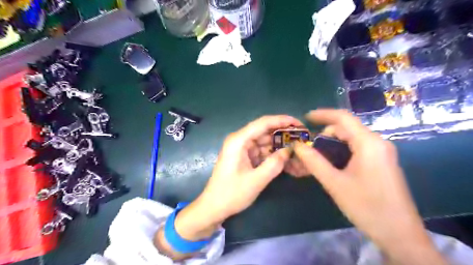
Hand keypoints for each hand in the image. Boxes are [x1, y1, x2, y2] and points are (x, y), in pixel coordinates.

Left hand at [198, 115, 302, 220]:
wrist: (214, 207)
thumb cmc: (232, 194)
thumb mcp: (256, 180)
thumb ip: (275, 164)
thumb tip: (290, 150)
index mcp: (239, 140)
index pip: (263, 123)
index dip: (282, 120)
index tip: (299, 123)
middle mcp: (239, 140)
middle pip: (264, 131)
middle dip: (283, 133)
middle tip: (302, 137)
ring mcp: (241, 148)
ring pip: (264, 141)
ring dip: (279, 144)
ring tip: (297, 147)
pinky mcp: (244, 156)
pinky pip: (261, 150)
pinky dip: (272, 153)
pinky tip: (285, 157)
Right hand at [293, 109, 447, 263]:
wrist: (400, 234)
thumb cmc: (367, 206)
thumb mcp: (335, 183)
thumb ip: (314, 161)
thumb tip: (297, 145)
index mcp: (369, 143)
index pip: (343, 118)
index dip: (322, 114)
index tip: (305, 117)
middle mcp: (378, 143)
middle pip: (346, 129)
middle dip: (325, 135)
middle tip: (308, 148)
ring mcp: (381, 153)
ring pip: (351, 139)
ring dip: (332, 144)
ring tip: (316, 157)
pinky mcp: (381, 162)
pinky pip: (357, 149)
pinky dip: (341, 151)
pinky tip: (331, 163)